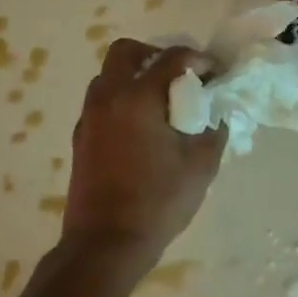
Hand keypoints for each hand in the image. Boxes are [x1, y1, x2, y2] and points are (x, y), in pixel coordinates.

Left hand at [62, 39, 226, 272]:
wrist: (105, 244)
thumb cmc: (157, 201)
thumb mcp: (201, 165)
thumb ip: (214, 129)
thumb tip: (217, 112)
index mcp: (138, 97)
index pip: (172, 57)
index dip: (198, 59)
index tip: (215, 74)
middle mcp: (108, 97)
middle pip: (126, 52)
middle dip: (156, 56)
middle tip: (179, 78)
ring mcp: (89, 117)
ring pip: (109, 76)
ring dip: (135, 78)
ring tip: (161, 105)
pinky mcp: (80, 137)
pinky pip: (102, 102)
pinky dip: (122, 101)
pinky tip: (142, 131)